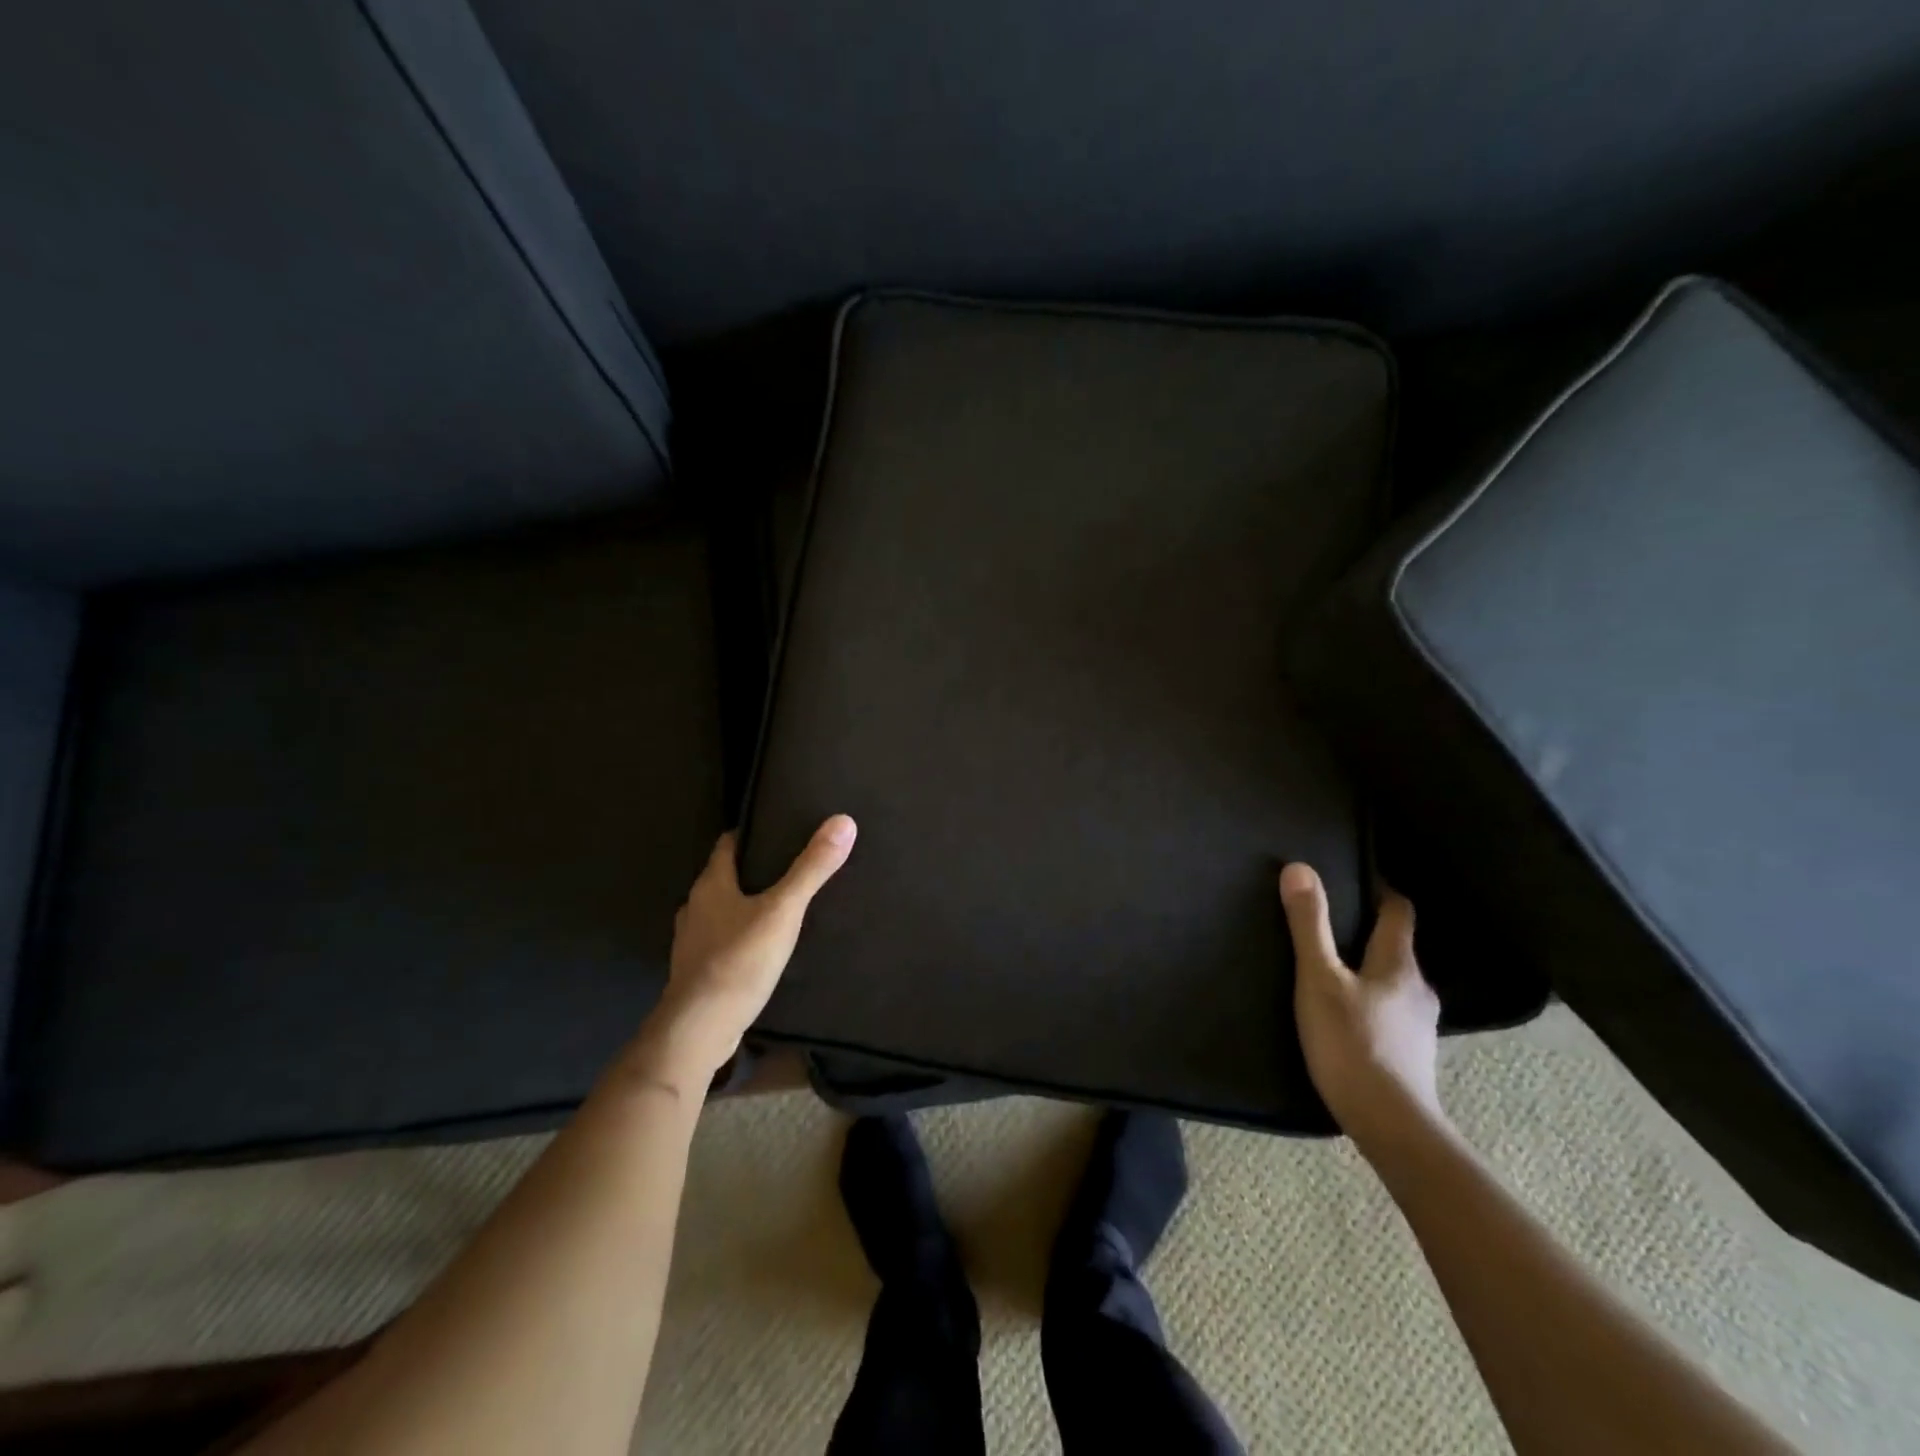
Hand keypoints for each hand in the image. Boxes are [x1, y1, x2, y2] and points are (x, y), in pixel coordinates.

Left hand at [638, 816, 856, 1087]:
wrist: (700, 1030)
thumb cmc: (739, 960)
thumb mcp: (784, 910)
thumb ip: (812, 869)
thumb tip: (843, 821)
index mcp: (710, 884)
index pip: (727, 843)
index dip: (750, 832)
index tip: (777, 827)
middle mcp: (695, 906)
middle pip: (724, 876)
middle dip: (753, 869)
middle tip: (790, 864)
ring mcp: (692, 941)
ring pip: (721, 909)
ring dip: (745, 904)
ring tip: (781, 905)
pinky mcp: (697, 971)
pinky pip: (721, 940)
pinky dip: (740, 935)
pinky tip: (763, 945)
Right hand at [1280, 863, 1444, 1155]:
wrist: (1390, 1126)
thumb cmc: (1352, 1044)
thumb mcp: (1319, 978)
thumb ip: (1308, 925)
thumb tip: (1299, 868)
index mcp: (1399, 963)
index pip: (1398, 910)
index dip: (1379, 890)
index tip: (1352, 878)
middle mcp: (1417, 987)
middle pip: (1395, 945)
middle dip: (1365, 929)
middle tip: (1326, 922)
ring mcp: (1417, 1024)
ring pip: (1392, 979)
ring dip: (1366, 967)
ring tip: (1329, 967)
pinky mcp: (1410, 1053)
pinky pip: (1389, 1009)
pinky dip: (1368, 999)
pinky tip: (1344, 1013)